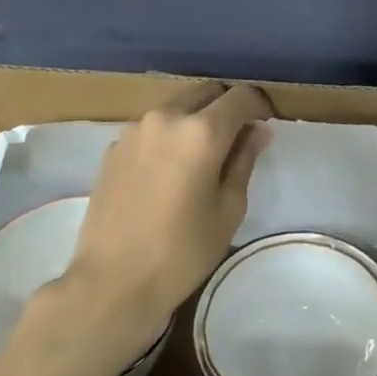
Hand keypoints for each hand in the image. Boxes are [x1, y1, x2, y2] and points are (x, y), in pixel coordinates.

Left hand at [62, 82, 272, 341]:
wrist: (111, 283)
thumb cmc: (182, 252)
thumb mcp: (228, 209)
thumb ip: (244, 160)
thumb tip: (257, 130)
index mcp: (202, 131)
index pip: (240, 96)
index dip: (259, 104)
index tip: (266, 121)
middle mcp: (167, 117)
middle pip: (206, 92)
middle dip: (226, 107)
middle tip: (236, 137)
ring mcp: (135, 129)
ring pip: (176, 106)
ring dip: (195, 118)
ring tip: (201, 155)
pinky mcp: (114, 147)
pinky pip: (151, 127)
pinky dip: (168, 135)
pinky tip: (168, 170)